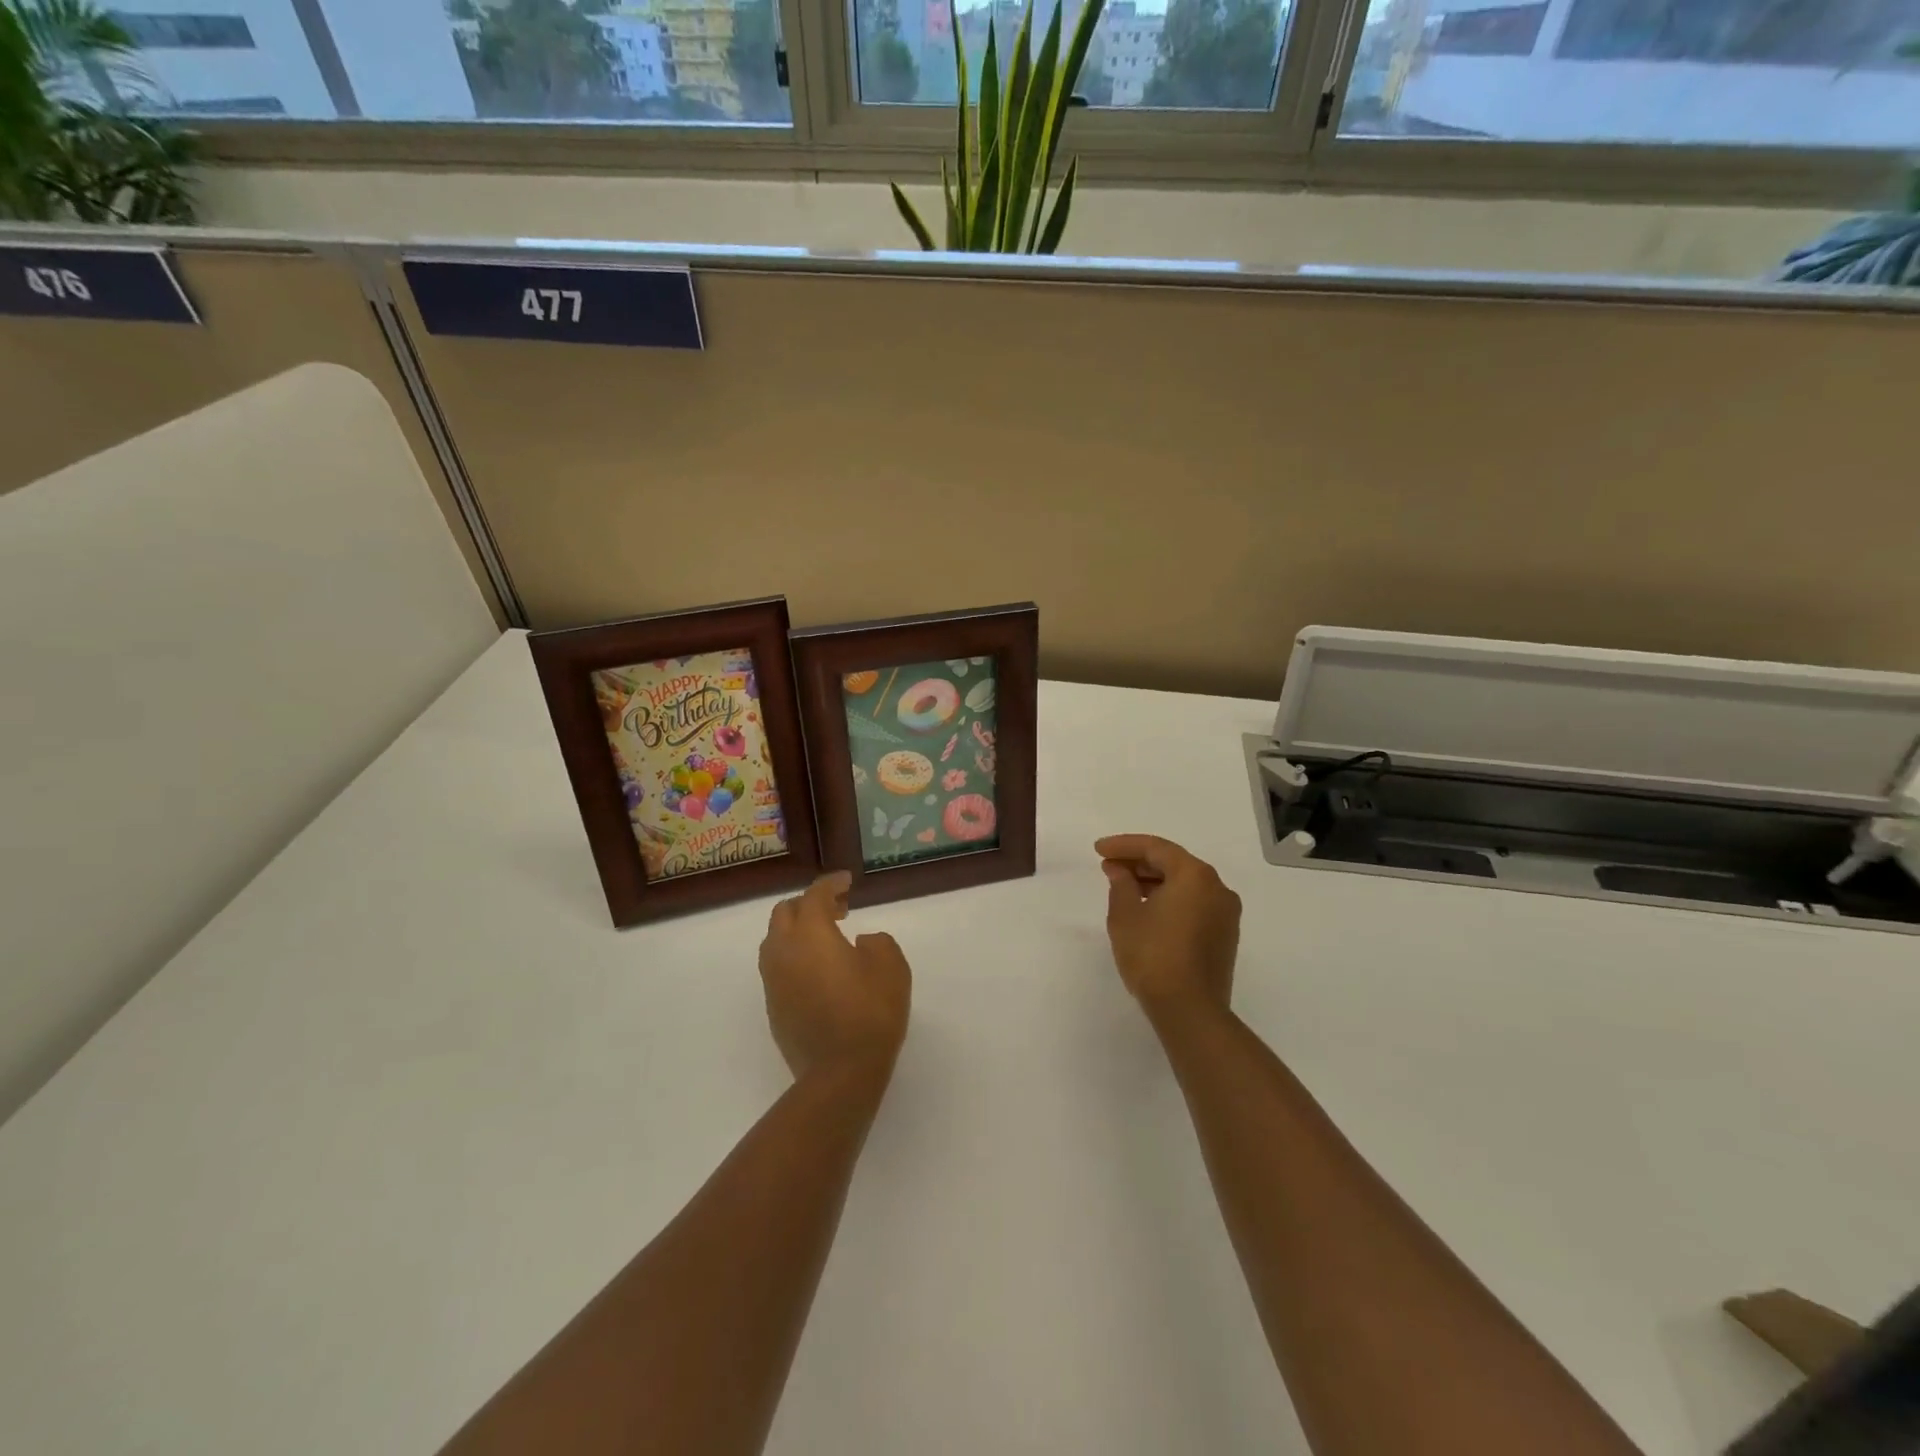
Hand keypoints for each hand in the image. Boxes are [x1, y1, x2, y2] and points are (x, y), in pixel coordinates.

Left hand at [758, 872, 910, 1081]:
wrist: (840, 1073)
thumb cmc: (870, 1013)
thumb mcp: (892, 967)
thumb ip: (877, 942)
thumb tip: (859, 943)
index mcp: (811, 933)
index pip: (815, 895)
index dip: (831, 883)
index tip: (847, 881)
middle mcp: (784, 951)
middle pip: (785, 912)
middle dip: (809, 903)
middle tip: (838, 909)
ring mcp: (773, 980)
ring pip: (775, 939)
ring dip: (797, 929)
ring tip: (826, 938)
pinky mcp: (773, 1006)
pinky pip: (777, 967)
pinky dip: (794, 956)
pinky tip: (818, 970)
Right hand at [1096, 835, 1240, 1021]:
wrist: (1190, 1010)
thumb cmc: (1153, 956)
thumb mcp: (1125, 916)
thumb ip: (1121, 885)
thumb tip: (1120, 871)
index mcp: (1195, 875)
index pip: (1155, 848)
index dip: (1123, 845)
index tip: (1098, 850)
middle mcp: (1217, 887)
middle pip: (1174, 863)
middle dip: (1139, 862)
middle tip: (1108, 865)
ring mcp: (1225, 913)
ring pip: (1185, 884)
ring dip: (1154, 881)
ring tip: (1123, 887)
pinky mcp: (1224, 935)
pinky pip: (1194, 903)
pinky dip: (1170, 898)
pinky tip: (1147, 908)